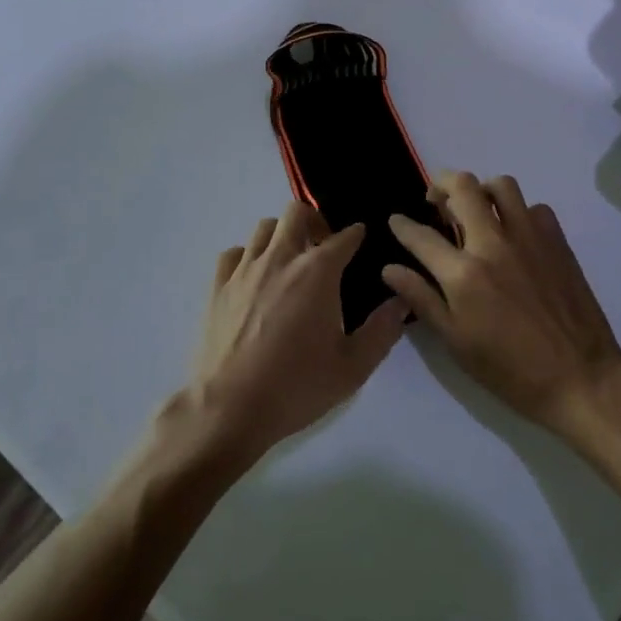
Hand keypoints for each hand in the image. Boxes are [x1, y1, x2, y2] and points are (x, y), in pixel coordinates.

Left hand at [187, 201, 406, 462]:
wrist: (230, 408)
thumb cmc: (297, 386)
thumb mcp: (353, 367)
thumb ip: (382, 330)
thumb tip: (402, 300)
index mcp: (318, 272)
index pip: (345, 236)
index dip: (357, 235)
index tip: (361, 240)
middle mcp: (281, 258)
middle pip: (297, 212)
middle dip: (315, 221)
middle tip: (323, 247)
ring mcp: (245, 269)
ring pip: (264, 227)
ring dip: (282, 235)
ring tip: (290, 260)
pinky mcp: (218, 286)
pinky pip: (234, 253)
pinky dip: (248, 256)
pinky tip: (254, 278)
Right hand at [383, 172, 620, 437]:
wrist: (580, 378)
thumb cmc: (510, 370)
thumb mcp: (456, 342)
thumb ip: (422, 299)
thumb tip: (390, 269)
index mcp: (464, 273)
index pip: (421, 236)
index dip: (402, 225)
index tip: (396, 220)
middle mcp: (494, 243)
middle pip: (463, 187)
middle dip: (441, 184)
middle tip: (436, 200)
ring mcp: (529, 237)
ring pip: (502, 185)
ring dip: (482, 190)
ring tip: (476, 208)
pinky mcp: (557, 241)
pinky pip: (534, 207)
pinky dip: (519, 212)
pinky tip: (514, 234)